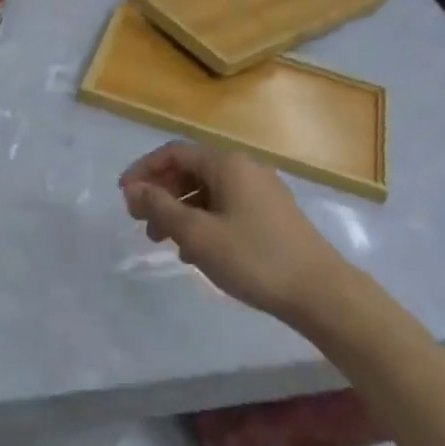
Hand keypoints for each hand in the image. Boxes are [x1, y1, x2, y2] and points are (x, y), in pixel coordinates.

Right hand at [120, 142, 346, 320]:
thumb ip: (160, 207)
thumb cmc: (254, 258)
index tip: (123, 196)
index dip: (144, 170)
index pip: (175, 153)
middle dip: (162, 193)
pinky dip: (204, 221)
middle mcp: (245, 169)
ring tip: (165, 242)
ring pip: (208, 191)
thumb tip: (132, 189)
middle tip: (141, 223)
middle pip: (191, 170)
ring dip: (181, 211)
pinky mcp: (272, 215)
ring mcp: (262, 191)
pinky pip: (226, 207)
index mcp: (227, 164)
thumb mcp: (198, 234)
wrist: (321, 292)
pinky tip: (196, 252)